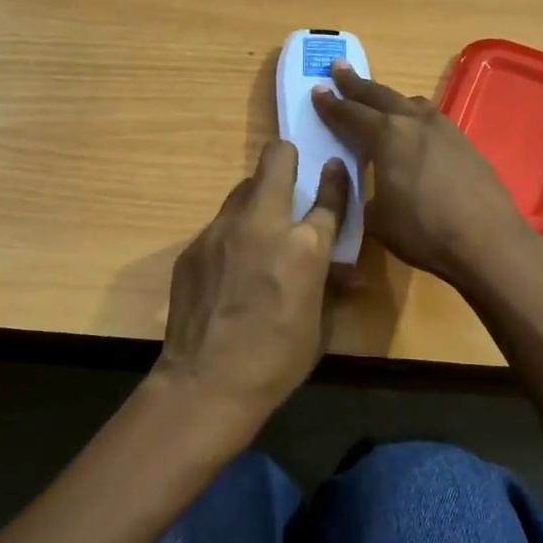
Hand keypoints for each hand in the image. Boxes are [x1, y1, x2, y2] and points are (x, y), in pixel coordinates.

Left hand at [151, 139, 349, 447]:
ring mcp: (221, 231)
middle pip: (276, 160)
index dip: (336, 180)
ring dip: (257, 200)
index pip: (328, 196)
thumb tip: (349, 275)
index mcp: (305, 245)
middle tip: (291, 178)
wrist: (207, 383)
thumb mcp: (319, 325)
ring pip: (242, 190)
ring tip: (258, 231)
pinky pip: (219, 225)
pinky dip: (232, 234)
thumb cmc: (277, 360)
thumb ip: (331, 286)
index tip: (335, 168)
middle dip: (287, 159)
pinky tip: (229, 268)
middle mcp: (263, 224)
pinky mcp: (193, 246)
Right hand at [311, 61, 533, 286]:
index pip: (351, 114)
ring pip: (411, 103)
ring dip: (390, 98)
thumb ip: (366, 195)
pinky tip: (414, 129)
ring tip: (378, 98)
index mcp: (387, 136)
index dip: (331, 104)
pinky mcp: (465, 143)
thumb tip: (370, 187)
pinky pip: (431, 119)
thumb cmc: (424, 231)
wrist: (488, 241)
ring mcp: (445, 129)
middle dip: (357, 84)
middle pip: (381, 96)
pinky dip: (414, 117)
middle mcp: (415, 122)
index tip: (317, 90)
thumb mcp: (378, 219)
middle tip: (339, 68)